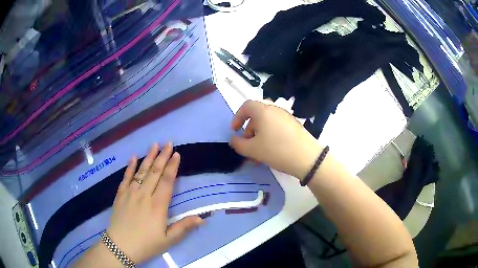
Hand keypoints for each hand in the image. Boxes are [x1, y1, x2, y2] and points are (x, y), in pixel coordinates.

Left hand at [107, 143, 202, 263]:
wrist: (120, 246)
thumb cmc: (146, 244)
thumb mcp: (168, 240)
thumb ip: (184, 227)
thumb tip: (201, 218)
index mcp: (158, 206)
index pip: (167, 181)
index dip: (172, 167)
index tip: (177, 154)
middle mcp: (144, 195)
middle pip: (155, 172)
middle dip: (162, 156)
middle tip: (168, 143)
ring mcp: (130, 193)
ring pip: (141, 172)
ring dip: (148, 157)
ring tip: (154, 145)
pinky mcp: (120, 195)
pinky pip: (126, 178)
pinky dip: (130, 167)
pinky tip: (133, 157)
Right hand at [229, 100, 321, 178]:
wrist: (307, 158)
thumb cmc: (276, 151)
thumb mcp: (252, 150)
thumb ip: (238, 144)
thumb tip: (233, 139)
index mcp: (263, 111)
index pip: (246, 106)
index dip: (237, 117)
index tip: (235, 131)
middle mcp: (275, 110)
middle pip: (257, 116)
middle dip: (248, 130)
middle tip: (247, 145)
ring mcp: (287, 117)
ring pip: (267, 123)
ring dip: (259, 136)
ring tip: (258, 153)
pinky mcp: (295, 125)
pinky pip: (277, 127)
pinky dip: (270, 136)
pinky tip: (271, 152)